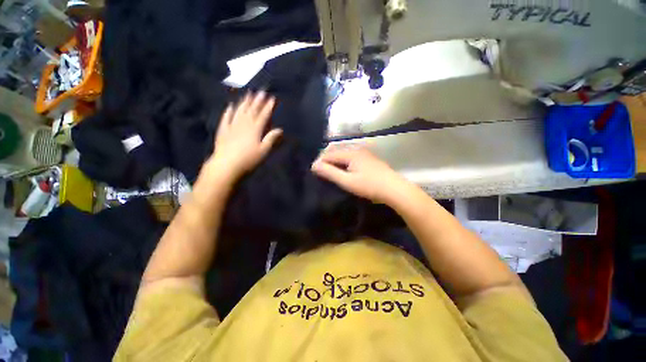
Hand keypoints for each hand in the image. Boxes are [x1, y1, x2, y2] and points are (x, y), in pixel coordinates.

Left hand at [206, 92, 281, 180]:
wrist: (226, 166)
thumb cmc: (249, 160)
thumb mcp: (264, 151)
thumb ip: (271, 139)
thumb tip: (280, 129)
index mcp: (255, 129)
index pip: (263, 115)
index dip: (268, 107)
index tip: (272, 98)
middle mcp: (244, 124)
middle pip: (252, 110)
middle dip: (257, 101)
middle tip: (261, 91)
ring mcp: (232, 126)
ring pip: (239, 111)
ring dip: (244, 102)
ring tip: (248, 94)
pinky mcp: (223, 130)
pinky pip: (226, 117)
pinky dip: (229, 111)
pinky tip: (230, 106)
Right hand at [311, 147, 410, 204]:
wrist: (394, 189)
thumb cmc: (369, 186)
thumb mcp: (347, 181)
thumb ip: (330, 173)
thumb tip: (314, 165)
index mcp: (351, 153)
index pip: (329, 154)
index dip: (320, 162)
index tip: (313, 172)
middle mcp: (357, 149)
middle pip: (336, 152)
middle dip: (327, 161)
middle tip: (320, 173)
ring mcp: (364, 153)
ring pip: (344, 155)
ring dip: (335, 162)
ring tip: (330, 173)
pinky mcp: (369, 159)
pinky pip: (351, 158)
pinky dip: (344, 163)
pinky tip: (344, 171)